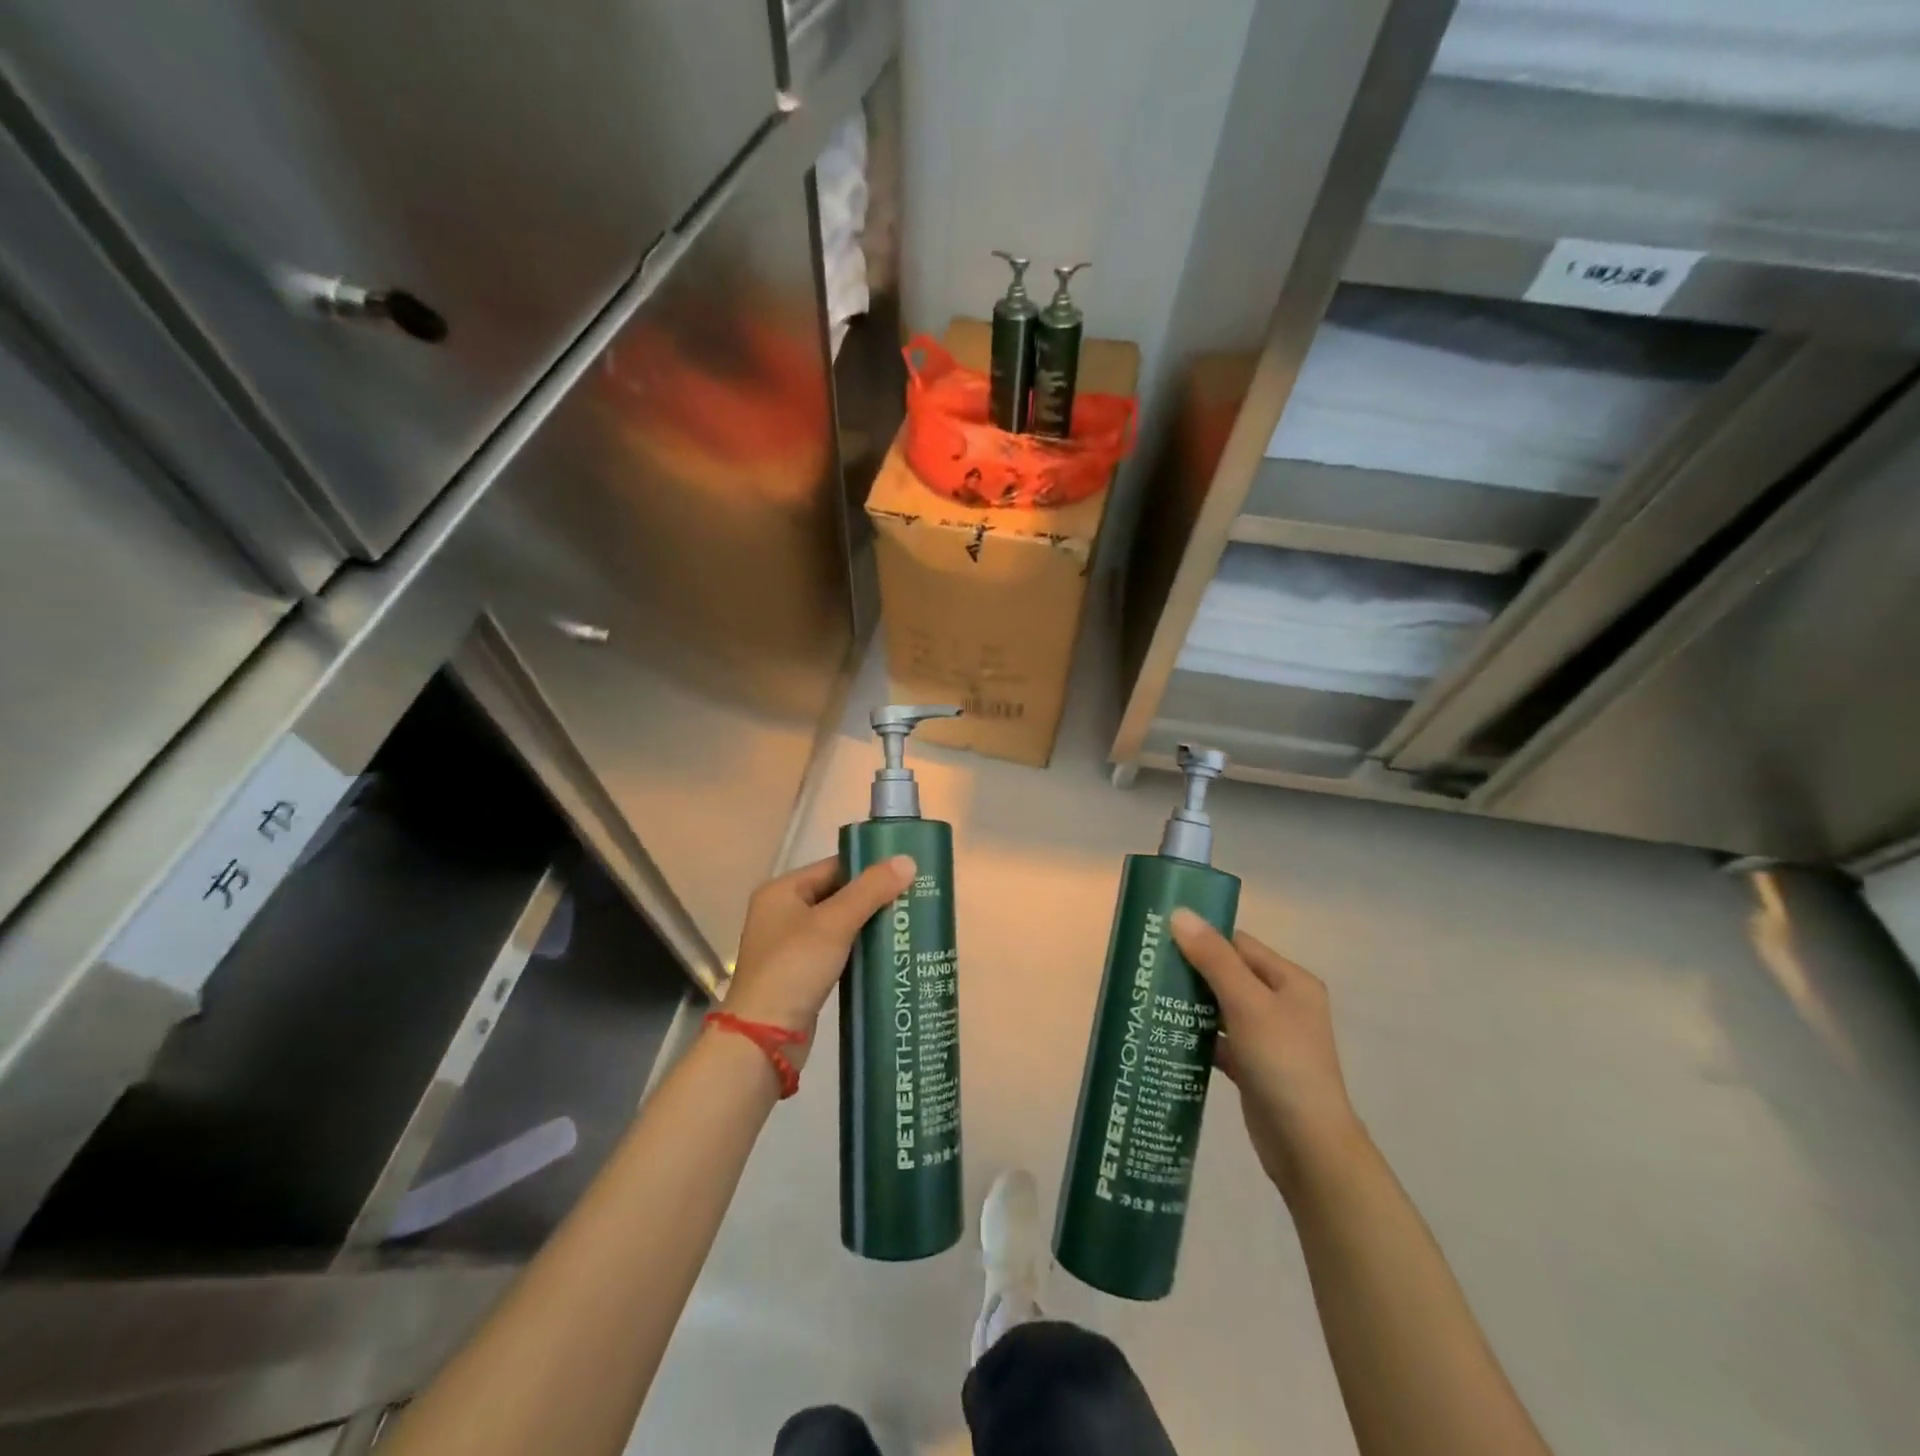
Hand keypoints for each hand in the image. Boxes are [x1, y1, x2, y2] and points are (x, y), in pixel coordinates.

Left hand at [722, 854, 915, 1068]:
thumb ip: (871, 890)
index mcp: (782, 891)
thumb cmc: (795, 968)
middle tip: (914, 897)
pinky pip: (837, 950)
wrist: (764, 1038)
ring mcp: (791, 945)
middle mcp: (783, 912)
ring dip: (869, 924)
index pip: (834, 867)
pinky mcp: (802, 974)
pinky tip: (888, 951)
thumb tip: (908, 860)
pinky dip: (860, 949)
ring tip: (908, 922)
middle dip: (874, 897)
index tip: (907, 872)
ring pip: (839, 924)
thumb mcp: (834, 923)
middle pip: (837, 894)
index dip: (870, 868)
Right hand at [1171, 909, 1364, 1197]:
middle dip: (1191, 970)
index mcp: (1290, 981)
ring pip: (1221, 1008)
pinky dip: (1196, 1035)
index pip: (1239, 944)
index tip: (1160, 936)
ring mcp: (1268, 1037)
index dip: (1202, 937)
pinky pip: (1219, 1039)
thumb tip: (1180, 913)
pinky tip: (1165, 1033)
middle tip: (1148, 967)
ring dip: (1190, 1003)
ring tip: (1148, 996)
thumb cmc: (1283, 1063)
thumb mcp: (1247, 1003)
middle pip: (1228, 974)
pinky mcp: (1253, 1066)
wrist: (1307, 1146)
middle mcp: (1282, 1004)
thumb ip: (1213, 959)